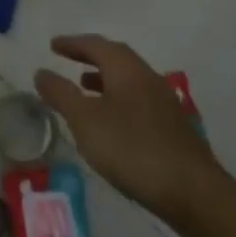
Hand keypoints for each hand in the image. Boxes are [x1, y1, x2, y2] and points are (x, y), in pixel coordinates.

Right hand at [35, 35, 229, 229]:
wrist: (194, 193)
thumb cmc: (132, 149)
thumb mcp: (85, 120)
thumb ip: (61, 94)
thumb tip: (41, 72)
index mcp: (127, 71)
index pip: (97, 45)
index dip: (73, 43)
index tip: (53, 45)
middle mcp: (149, 79)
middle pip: (117, 58)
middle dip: (91, 56)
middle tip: (68, 58)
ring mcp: (165, 104)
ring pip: (130, 79)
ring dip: (105, 77)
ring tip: (85, 86)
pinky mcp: (174, 128)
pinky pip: (139, 99)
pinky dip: (118, 98)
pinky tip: (112, 119)